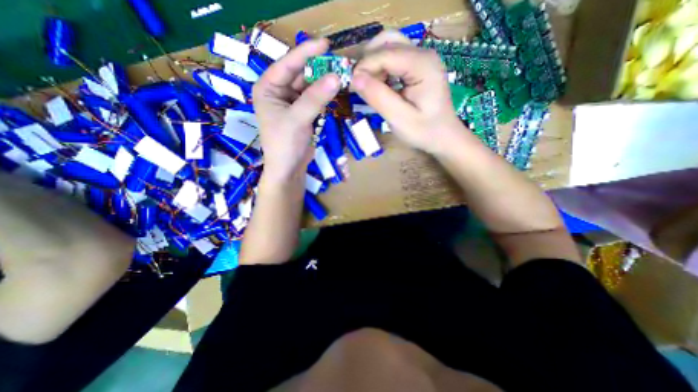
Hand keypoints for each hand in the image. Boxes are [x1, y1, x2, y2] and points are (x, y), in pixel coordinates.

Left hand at [255, 39, 341, 181]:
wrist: (289, 168)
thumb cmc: (285, 143)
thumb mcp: (297, 118)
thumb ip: (315, 98)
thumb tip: (336, 77)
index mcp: (268, 88)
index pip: (287, 64)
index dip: (306, 53)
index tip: (326, 44)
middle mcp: (279, 92)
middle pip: (301, 74)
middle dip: (319, 69)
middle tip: (339, 62)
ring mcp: (292, 103)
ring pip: (310, 87)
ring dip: (324, 83)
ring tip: (342, 76)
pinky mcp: (303, 113)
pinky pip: (315, 99)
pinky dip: (325, 96)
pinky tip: (336, 91)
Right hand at [351, 30, 476, 154]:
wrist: (443, 137)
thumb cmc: (424, 132)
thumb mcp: (399, 119)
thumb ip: (378, 98)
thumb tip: (355, 79)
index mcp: (422, 65)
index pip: (385, 53)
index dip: (364, 67)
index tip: (352, 87)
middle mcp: (423, 54)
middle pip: (386, 42)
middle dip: (368, 63)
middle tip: (361, 87)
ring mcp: (421, 58)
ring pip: (388, 46)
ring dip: (373, 64)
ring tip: (370, 88)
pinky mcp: (418, 66)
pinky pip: (394, 58)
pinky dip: (381, 69)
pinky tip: (381, 86)